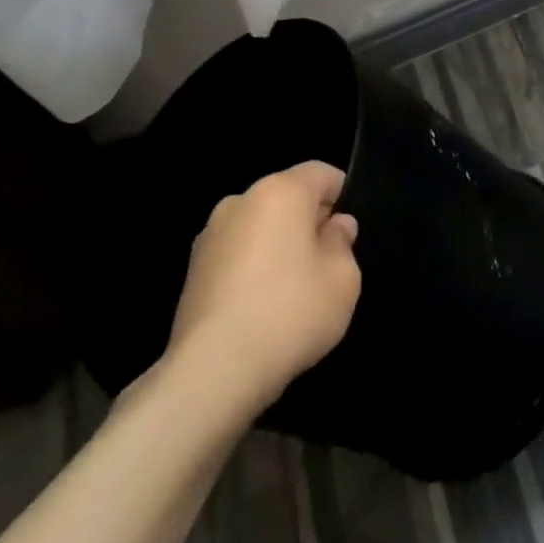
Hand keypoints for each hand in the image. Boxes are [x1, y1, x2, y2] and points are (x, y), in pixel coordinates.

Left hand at [166, 161, 360, 410]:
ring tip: (293, 290)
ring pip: (260, 225)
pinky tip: (262, 306)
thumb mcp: (342, 279)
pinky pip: (237, 253)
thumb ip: (343, 243)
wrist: (214, 370)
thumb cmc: (290, 313)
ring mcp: (210, 234)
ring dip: (279, 245)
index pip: (321, 173)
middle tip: (327, 263)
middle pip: (287, 197)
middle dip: (309, 221)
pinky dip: (254, 267)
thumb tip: (334, 225)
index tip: (350, 232)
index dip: (342, 195)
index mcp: (280, 192)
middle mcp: (241, 201)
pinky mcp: (193, 268)